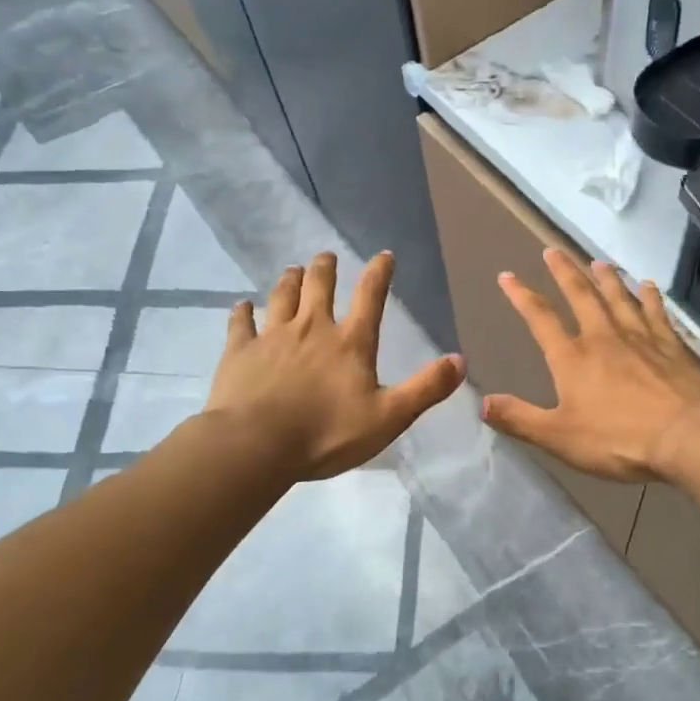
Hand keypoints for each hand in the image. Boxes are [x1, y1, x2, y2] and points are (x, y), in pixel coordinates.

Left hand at [204, 251, 465, 481]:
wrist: (256, 445)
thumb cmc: (327, 434)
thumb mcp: (389, 417)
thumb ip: (425, 389)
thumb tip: (460, 361)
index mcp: (350, 342)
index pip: (370, 297)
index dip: (379, 273)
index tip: (384, 255)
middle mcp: (312, 328)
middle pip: (319, 286)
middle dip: (326, 267)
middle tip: (327, 256)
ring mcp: (272, 336)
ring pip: (282, 296)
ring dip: (290, 280)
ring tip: (294, 269)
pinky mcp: (239, 351)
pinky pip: (241, 323)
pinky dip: (243, 311)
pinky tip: (242, 305)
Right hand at [482, 249, 699, 481]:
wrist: (687, 436)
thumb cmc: (618, 440)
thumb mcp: (559, 437)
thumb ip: (520, 419)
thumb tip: (482, 402)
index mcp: (572, 358)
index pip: (540, 318)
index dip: (521, 296)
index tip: (508, 276)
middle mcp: (603, 337)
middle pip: (581, 295)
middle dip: (564, 272)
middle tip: (552, 250)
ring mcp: (641, 337)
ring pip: (619, 297)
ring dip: (605, 278)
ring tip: (597, 261)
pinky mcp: (672, 344)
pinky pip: (656, 311)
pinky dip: (649, 296)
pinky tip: (648, 286)